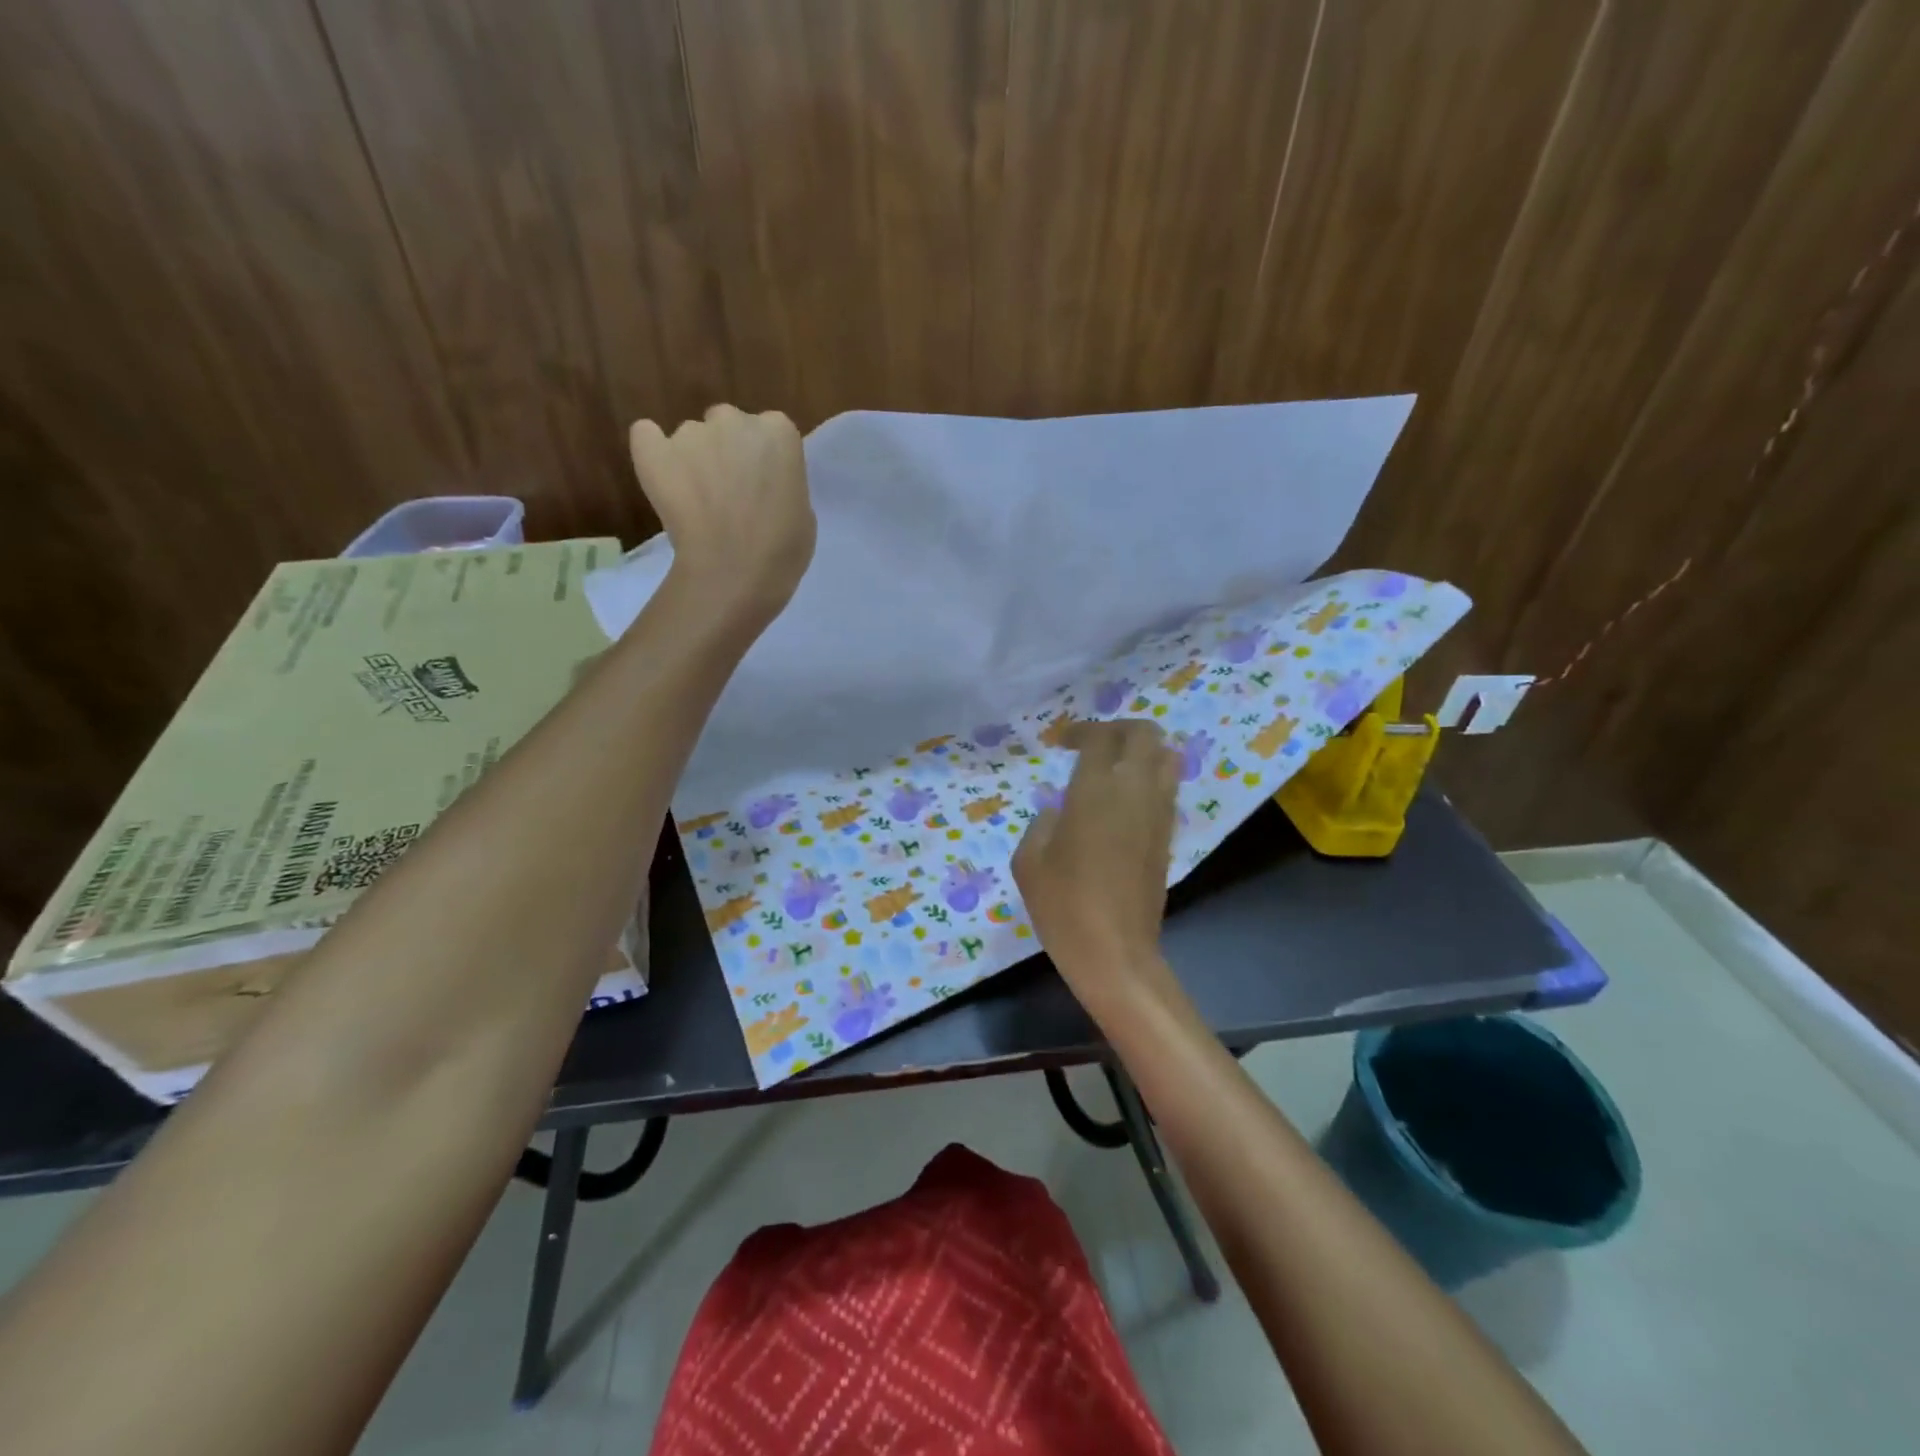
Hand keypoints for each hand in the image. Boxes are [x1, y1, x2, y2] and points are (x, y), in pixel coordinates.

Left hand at [629, 405, 815, 628]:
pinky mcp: (653, 450)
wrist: (734, 572)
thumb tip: (760, 482)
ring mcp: (691, 432)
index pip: (771, 431)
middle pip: (729, 424)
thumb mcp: (802, 511)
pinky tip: (662, 478)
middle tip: (730, 492)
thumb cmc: (782, 550)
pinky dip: (654, 452)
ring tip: (696, 501)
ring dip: (695, 459)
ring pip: (692, 436)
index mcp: (779, 430)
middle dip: (729, 451)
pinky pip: (647, 436)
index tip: (762, 486)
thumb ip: (782, 482)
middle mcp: (735, 419)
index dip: (765, 460)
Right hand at [1012, 720, 1181, 1005]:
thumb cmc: (1063, 907)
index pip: (1100, 738)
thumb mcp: (1029, 862)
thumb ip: (1042, 824)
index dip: (1080, 730)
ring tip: (1114, 767)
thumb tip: (1059, 811)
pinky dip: (1150, 779)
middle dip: (1120, 728)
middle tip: (1094, 744)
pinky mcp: (1168, 837)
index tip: (1061, 742)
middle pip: (1145, 734)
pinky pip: (1166, 789)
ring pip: (1166, 758)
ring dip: (1142, 751)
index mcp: (1095, 791)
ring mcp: (1158, 814)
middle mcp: (1134, 792)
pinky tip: (1124, 801)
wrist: (1115, 953)